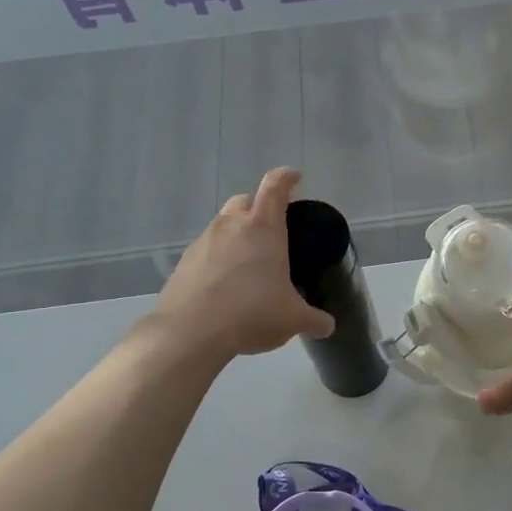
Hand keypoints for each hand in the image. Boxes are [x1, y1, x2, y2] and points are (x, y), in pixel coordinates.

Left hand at [150, 169, 334, 360]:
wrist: (190, 332)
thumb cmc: (251, 313)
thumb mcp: (292, 319)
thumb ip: (313, 319)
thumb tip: (327, 326)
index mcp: (263, 227)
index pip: (275, 186)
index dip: (287, 177)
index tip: (295, 178)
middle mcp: (231, 225)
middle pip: (244, 201)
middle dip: (258, 208)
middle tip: (272, 229)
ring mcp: (203, 242)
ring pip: (222, 226)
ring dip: (236, 236)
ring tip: (249, 265)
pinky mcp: (184, 262)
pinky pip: (206, 251)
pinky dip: (218, 260)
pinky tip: (226, 286)